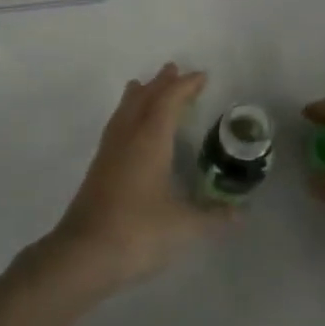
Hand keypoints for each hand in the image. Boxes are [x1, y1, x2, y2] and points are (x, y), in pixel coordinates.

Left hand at [43, 63, 228, 294]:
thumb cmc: (138, 232)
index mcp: (149, 141)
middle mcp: (126, 139)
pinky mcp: (98, 170)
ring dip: (138, 96)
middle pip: (142, 99)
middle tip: (173, 70)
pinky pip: (116, 128)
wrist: (83, 255)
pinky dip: (127, 116)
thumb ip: (213, 217)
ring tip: (143, 86)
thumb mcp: (184, 226)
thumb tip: (241, 213)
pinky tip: (129, 131)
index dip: (185, 86)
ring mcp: (108, 154)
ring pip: (124, 112)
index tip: (201, 76)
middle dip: (160, 84)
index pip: (168, 101)